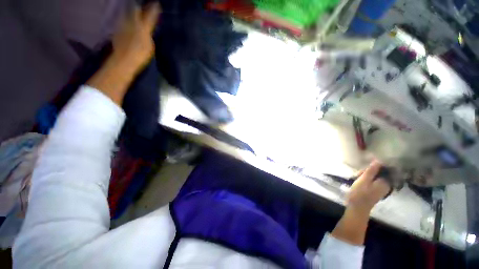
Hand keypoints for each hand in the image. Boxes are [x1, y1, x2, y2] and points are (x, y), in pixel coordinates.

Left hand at [87, 3, 160, 104]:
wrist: (123, 61)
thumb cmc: (140, 55)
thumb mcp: (149, 46)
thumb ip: (148, 35)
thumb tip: (147, 30)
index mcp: (141, 27)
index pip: (149, 16)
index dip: (152, 9)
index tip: (156, 3)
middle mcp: (131, 24)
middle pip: (135, 12)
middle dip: (139, 8)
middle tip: (141, 5)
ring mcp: (123, 27)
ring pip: (128, 16)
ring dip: (132, 12)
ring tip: (135, 9)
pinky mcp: (118, 33)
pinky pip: (123, 23)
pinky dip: (126, 20)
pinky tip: (126, 21)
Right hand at [346, 161, 390, 214]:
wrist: (357, 208)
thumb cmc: (360, 193)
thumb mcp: (364, 180)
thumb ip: (371, 170)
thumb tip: (378, 160)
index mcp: (385, 182)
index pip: (382, 169)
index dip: (372, 167)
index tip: (363, 169)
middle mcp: (386, 185)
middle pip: (378, 173)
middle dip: (367, 172)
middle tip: (358, 174)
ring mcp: (381, 189)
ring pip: (374, 177)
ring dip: (365, 176)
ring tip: (356, 178)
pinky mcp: (376, 191)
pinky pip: (373, 182)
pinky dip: (366, 180)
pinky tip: (359, 182)